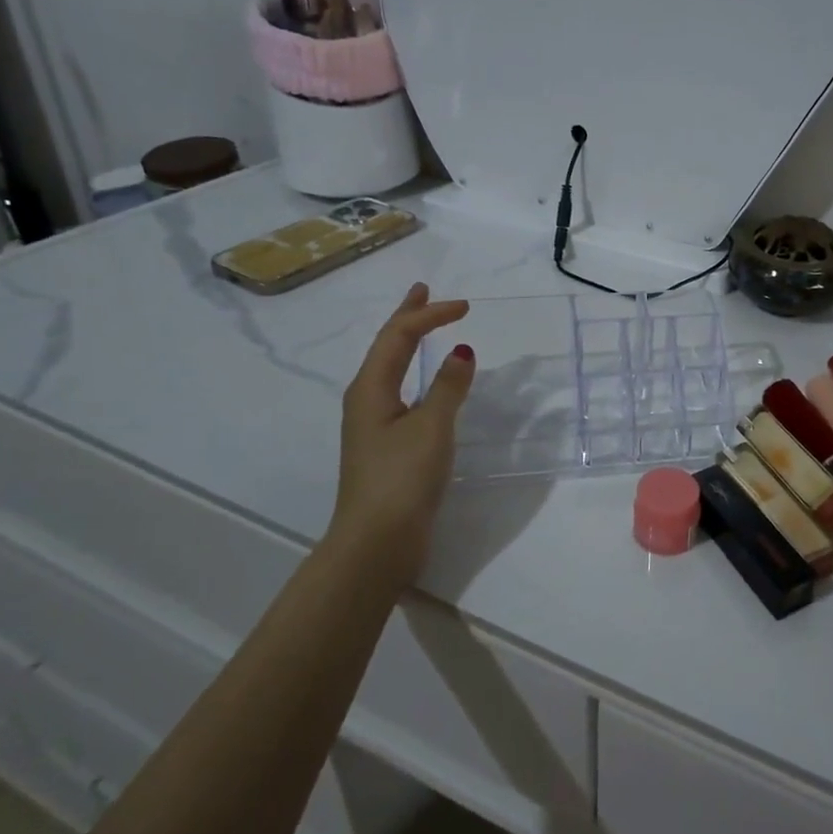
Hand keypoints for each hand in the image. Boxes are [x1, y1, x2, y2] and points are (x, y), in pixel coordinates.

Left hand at [329, 284, 474, 580]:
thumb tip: (461, 353)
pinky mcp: (386, 446)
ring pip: (392, 370)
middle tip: (424, 291)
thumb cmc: (402, 478)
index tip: (466, 307)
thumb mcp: (431, 427)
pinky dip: (417, 374)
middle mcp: (366, 400)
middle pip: (388, 347)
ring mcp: (374, 424)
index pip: (399, 336)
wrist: (377, 542)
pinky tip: (428, 383)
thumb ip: (448, 387)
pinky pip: (402, 392)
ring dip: (410, 344)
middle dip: (408, 317)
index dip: (430, 315)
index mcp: (371, 388)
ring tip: (425, 328)